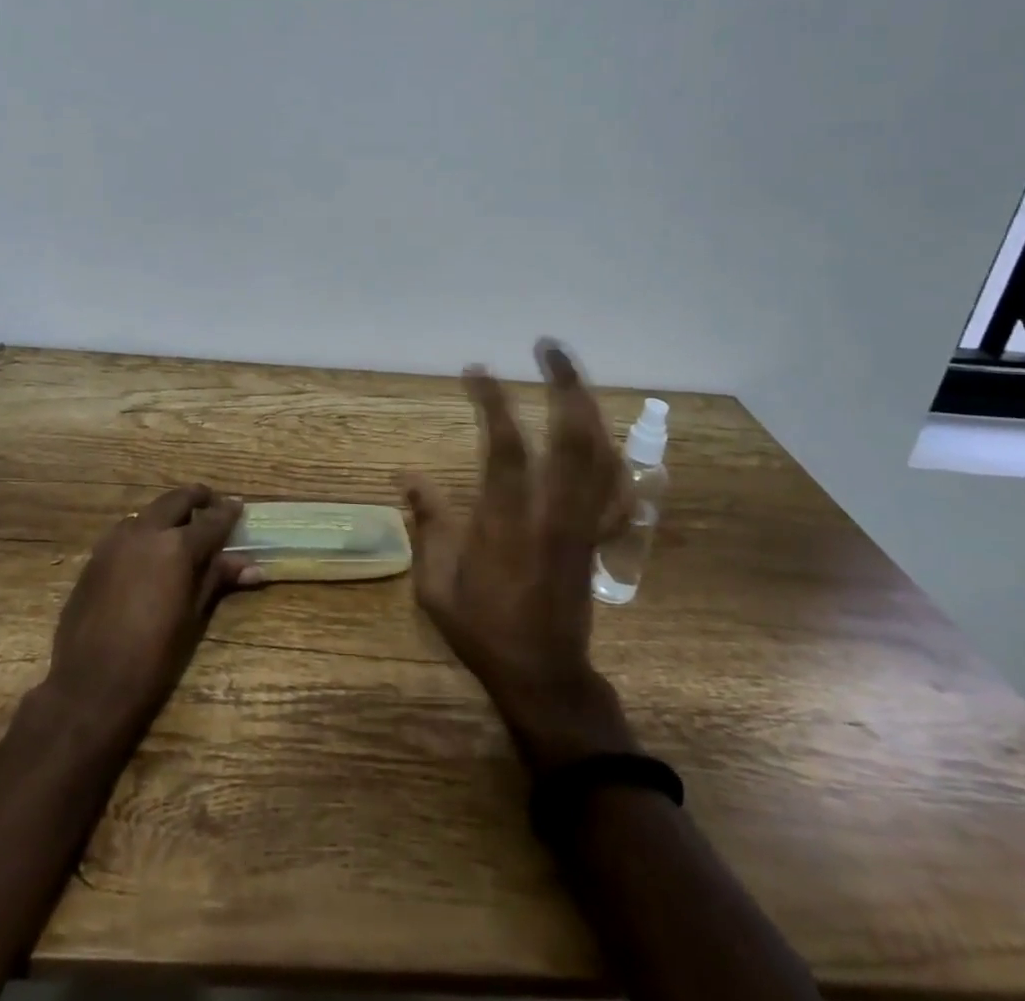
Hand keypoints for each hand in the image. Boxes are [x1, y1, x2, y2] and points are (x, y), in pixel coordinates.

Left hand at [44, 485, 259, 738]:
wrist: (90, 684)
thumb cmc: (153, 657)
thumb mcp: (193, 617)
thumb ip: (217, 579)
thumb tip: (253, 566)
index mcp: (177, 546)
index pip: (212, 521)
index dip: (228, 512)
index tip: (239, 505)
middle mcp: (146, 532)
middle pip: (176, 500)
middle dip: (197, 498)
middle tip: (211, 503)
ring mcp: (115, 541)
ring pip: (148, 512)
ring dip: (167, 513)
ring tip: (181, 528)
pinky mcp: (95, 556)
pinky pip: (126, 531)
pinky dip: (144, 531)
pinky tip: (149, 551)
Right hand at [402, 341, 637, 773]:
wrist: (544, 677)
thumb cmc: (483, 631)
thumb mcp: (436, 585)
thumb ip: (426, 524)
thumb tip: (406, 474)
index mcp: (508, 524)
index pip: (506, 447)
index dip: (492, 402)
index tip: (477, 370)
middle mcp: (554, 514)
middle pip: (573, 437)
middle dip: (565, 384)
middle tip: (548, 348)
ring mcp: (584, 524)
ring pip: (601, 455)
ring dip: (589, 407)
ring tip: (570, 376)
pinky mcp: (597, 536)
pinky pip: (618, 489)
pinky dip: (614, 456)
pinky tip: (603, 437)